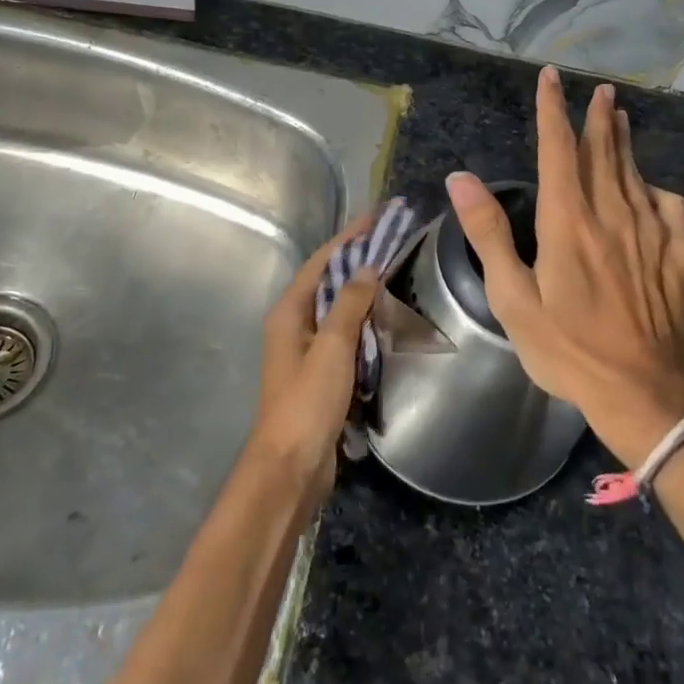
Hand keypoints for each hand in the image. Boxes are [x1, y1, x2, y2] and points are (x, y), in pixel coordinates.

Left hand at [246, 214, 379, 508]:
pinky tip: (386, 316)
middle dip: (358, 258)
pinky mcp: (320, 371)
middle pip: (328, 280)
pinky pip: (344, 333)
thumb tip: (368, 267)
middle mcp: (294, 323)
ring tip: (395, 269)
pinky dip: (363, 319)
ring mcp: (306, 349)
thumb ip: (350, 303)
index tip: (378, 216)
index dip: (349, 236)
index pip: (322, 261)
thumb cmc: (308, 401)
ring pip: (337, 307)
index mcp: (289, 311)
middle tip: (392, 239)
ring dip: (362, 288)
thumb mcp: (332, 346)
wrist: (291, 467)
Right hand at [446, 67, 683, 466]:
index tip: (550, 78)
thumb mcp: (512, 298)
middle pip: (603, 152)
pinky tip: (654, 190)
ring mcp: (650, 233)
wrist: (642, 391)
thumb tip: (461, 178)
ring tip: (621, 119)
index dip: (552, 110)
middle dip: (598, 117)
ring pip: (636, 173)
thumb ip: (488, 233)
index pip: (559, 149)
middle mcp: (612, 214)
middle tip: (600, 90)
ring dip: (625, 143)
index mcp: (568, 221)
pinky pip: (671, 207)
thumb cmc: (566, 348)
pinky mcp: (678, 255)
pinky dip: (659, 189)